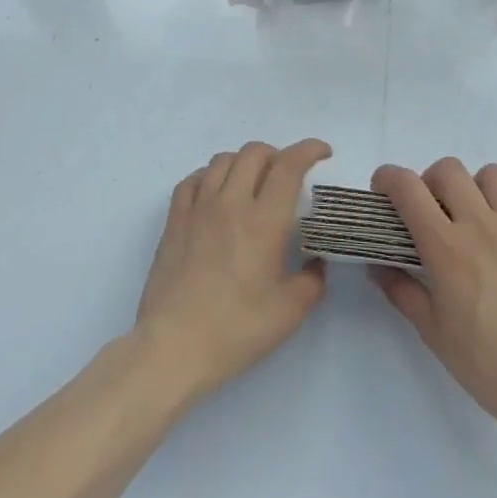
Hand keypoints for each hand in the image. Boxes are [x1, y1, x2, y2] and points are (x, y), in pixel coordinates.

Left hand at [135, 139, 332, 399]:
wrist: (173, 346)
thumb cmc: (236, 330)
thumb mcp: (289, 313)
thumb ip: (311, 281)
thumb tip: (316, 263)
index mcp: (263, 221)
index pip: (288, 166)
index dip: (308, 150)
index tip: (323, 152)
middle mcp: (231, 202)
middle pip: (254, 153)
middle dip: (277, 154)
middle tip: (287, 175)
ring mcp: (198, 207)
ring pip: (223, 160)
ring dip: (244, 162)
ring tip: (252, 182)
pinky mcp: (174, 219)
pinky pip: (193, 179)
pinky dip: (210, 176)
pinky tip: (215, 193)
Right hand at [372, 158, 496, 463]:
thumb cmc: (487, 365)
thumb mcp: (433, 332)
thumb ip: (402, 291)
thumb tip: (378, 267)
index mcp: (446, 246)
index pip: (407, 187)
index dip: (388, 179)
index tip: (383, 192)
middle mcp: (481, 225)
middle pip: (449, 169)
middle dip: (431, 182)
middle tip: (431, 212)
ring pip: (492, 176)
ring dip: (475, 189)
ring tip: (474, 220)